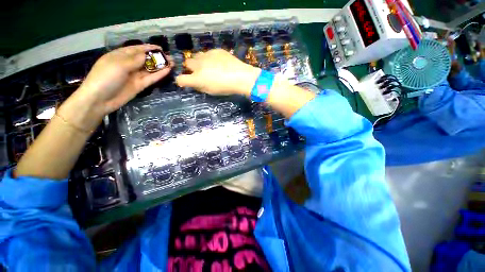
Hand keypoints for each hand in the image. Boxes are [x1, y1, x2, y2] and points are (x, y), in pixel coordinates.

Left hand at [77, 44, 171, 115]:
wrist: (100, 99)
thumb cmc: (105, 78)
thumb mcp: (119, 65)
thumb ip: (135, 60)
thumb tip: (147, 55)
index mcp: (120, 56)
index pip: (136, 49)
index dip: (148, 48)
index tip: (160, 48)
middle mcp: (128, 65)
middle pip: (145, 59)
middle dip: (157, 57)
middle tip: (169, 57)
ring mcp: (135, 76)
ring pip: (150, 69)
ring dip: (161, 66)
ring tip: (172, 63)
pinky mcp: (140, 85)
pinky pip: (151, 78)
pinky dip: (159, 75)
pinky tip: (167, 71)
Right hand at [175, 49, 259, 95]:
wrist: (241, 77)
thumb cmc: (226, 88)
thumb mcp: (211, 91)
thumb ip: (201, 87)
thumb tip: (196, 83)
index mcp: (197, 78)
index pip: (181, 79)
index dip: (182, 81)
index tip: (186, 82)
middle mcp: (198, 65)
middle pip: (187, 63)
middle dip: (191, 69)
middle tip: (200, 73)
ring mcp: (207, 55)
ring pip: (197, 56)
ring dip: (200, 62)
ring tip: (209, 67)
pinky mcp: (216, 50)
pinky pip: (209, 53)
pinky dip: (211, 58)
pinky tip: (220, 63)